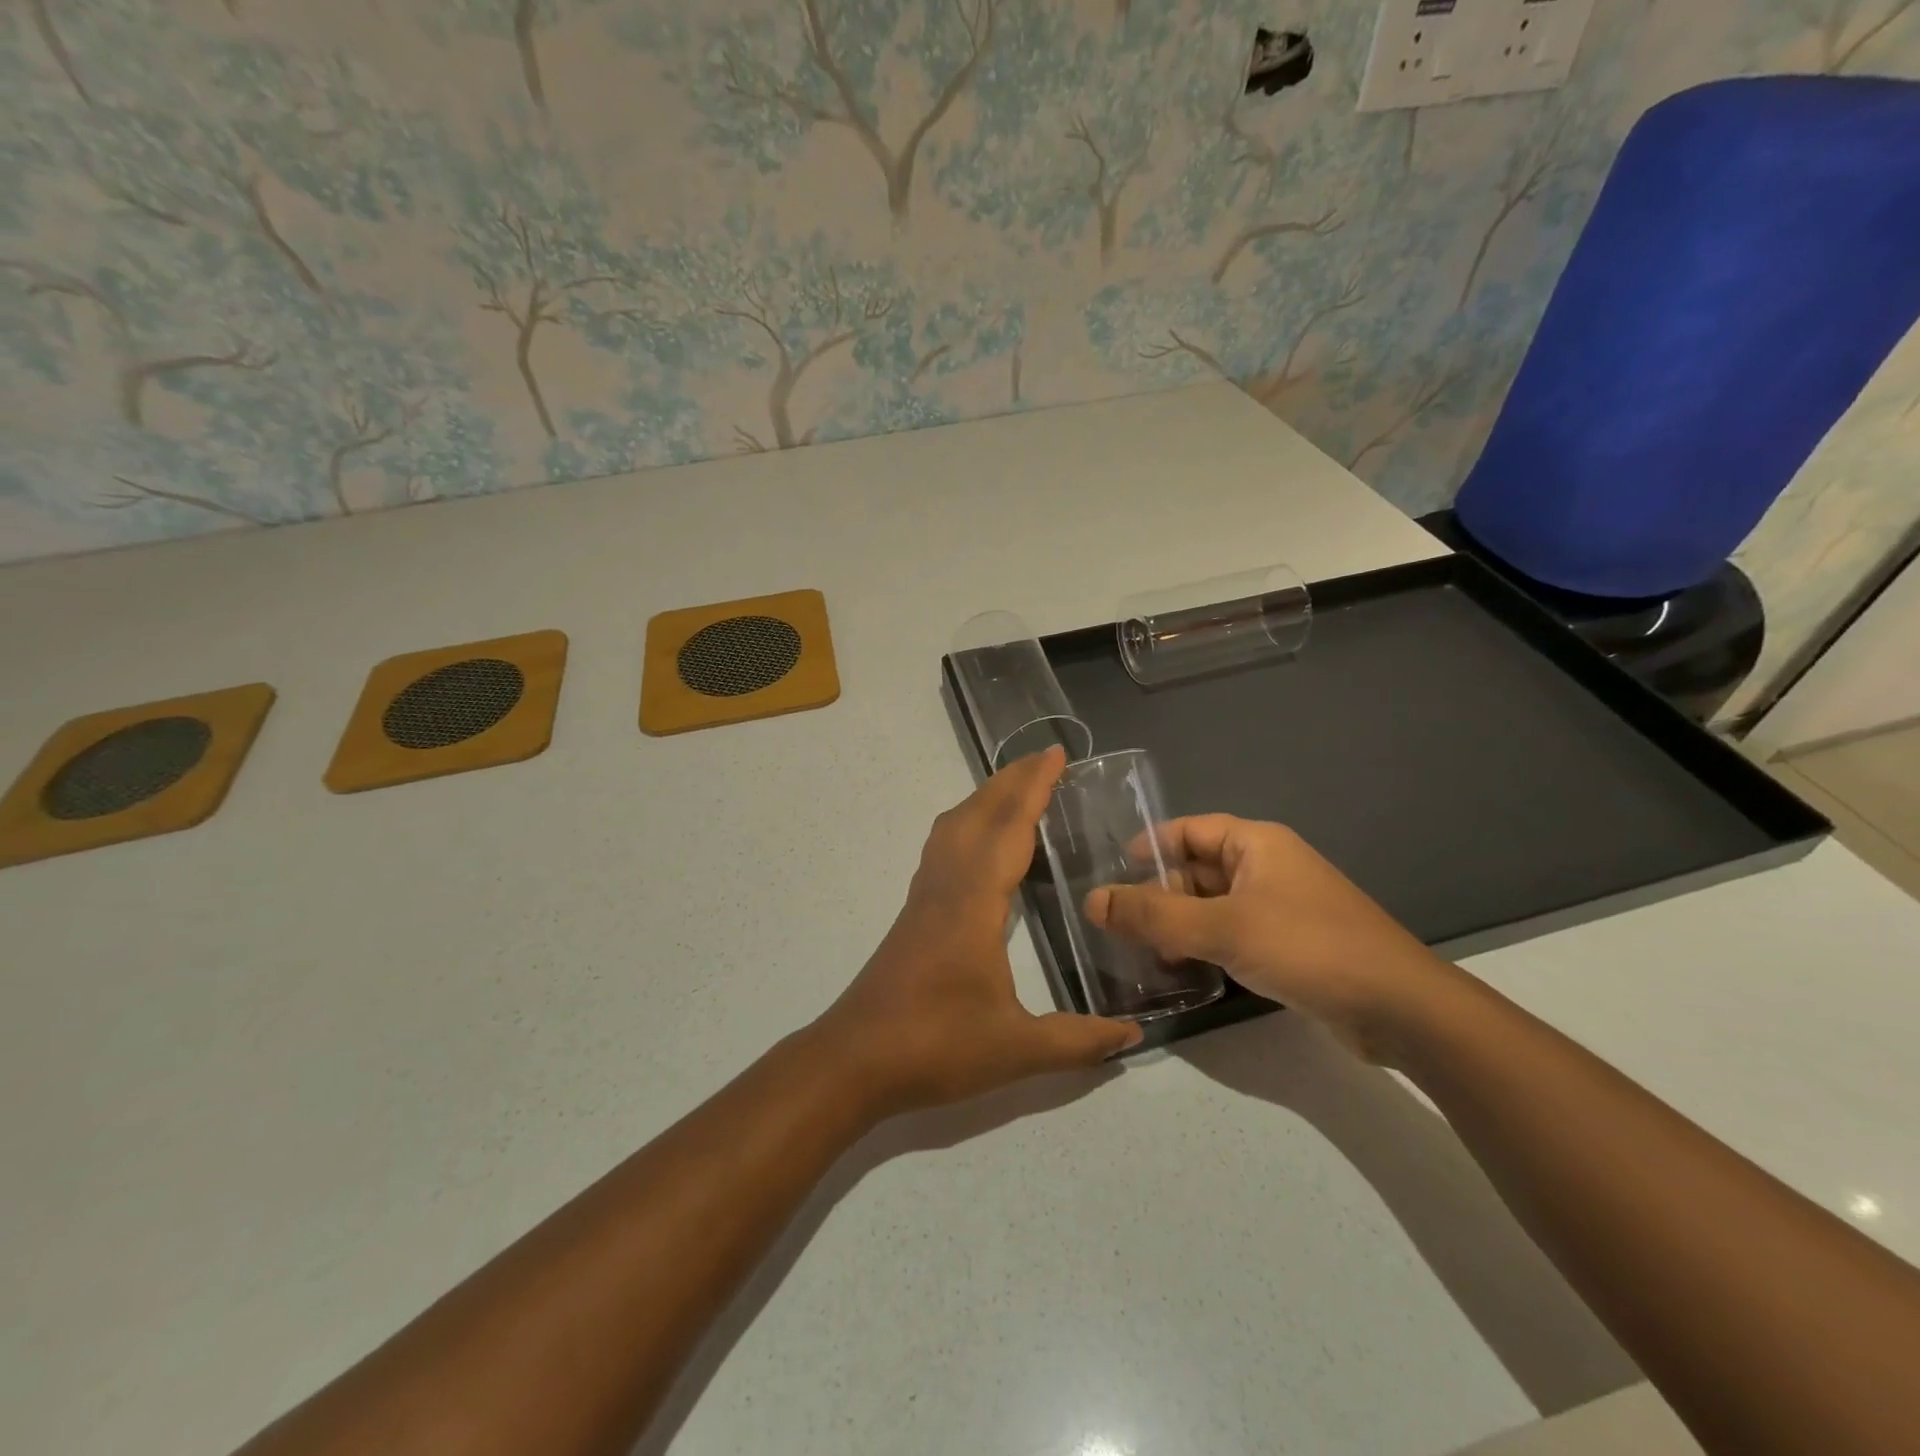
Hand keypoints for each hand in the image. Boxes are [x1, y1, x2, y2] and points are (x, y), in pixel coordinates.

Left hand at [812, 747, 1141, 1118]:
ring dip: (986, 798)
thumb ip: (1078, 1041)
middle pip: (977, 813)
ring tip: (1018, 789)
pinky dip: (968, 824)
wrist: (855, 1059)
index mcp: (974, 902)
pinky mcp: (914, 912)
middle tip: (1046, 760)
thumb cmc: (936, 1046)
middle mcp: (947, 885)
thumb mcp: (1017, 1050)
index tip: (1056, 754)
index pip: (1008, 828)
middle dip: (1011, 780)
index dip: (1033, 787)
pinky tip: (981, 843)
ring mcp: (925, 896)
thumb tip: (1134, 1036)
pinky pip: (943, 847)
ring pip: (954, 826)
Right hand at [1084, 815, 1453, 1060]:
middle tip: (1118, 925)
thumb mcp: (1222, 928)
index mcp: (1255, 843)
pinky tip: (1183, 970)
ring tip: (1141, 952)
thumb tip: (1092, 900)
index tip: (1111, 872)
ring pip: (1212, 905)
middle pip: (1196, 869)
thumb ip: (1153, 915)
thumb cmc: (1307, 947)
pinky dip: (1204, 945)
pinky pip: (1232, 933)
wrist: (1399, 1008)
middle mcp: (1267, 866)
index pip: (1187, 830)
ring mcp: (1280, 906)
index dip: (1148, 846)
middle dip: (1158, 894)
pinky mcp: (1289, 944)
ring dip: (1178, 924)